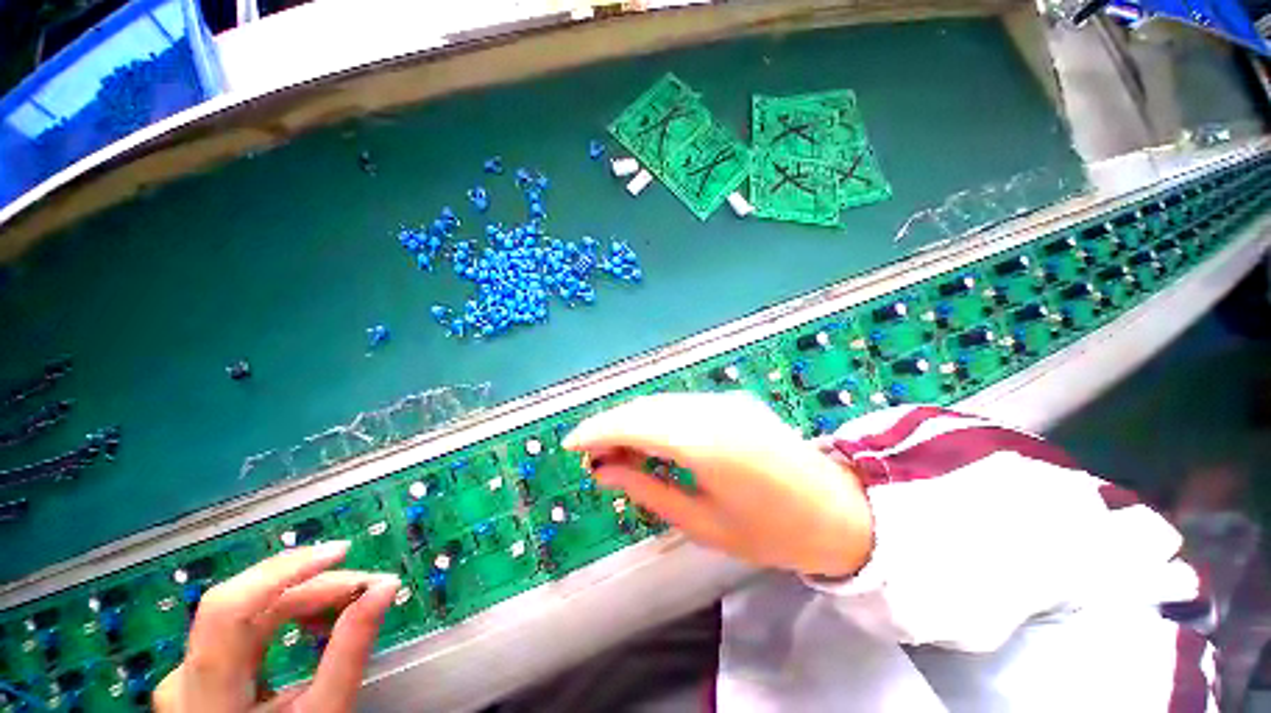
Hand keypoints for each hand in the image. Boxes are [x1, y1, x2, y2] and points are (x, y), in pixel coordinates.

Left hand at [154, 542, 399, 712]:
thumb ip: (350, 653)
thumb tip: (386, 587)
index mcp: (206, 694)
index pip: (229, 609)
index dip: (284, 572)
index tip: (343, 552)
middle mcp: (183, 674)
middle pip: (247, 604)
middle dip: (313, 585)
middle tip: (368, 585)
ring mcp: (186, 671)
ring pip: (249, 609)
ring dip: (306, 596)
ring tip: (349, 601)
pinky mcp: (200, 669)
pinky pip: (247, 623)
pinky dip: (289, 613)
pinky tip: (316, 621)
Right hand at [563, 392, 871, 577]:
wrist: (839, 512)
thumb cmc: (771, 533)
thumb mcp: (702, 523)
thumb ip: (647, 490)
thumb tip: (604, 470)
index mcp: (706, 444)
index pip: (635, 424)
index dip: (597, 430)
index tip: (570, 444)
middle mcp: (712, 410)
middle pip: (645, 407)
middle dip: (610, 425)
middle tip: (591, 453)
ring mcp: (726, 400)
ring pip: (661, 402)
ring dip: (631, 420)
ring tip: (614, 449)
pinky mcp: (733, 400)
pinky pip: (682, 404)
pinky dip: (656, 418)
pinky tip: (648, 438)